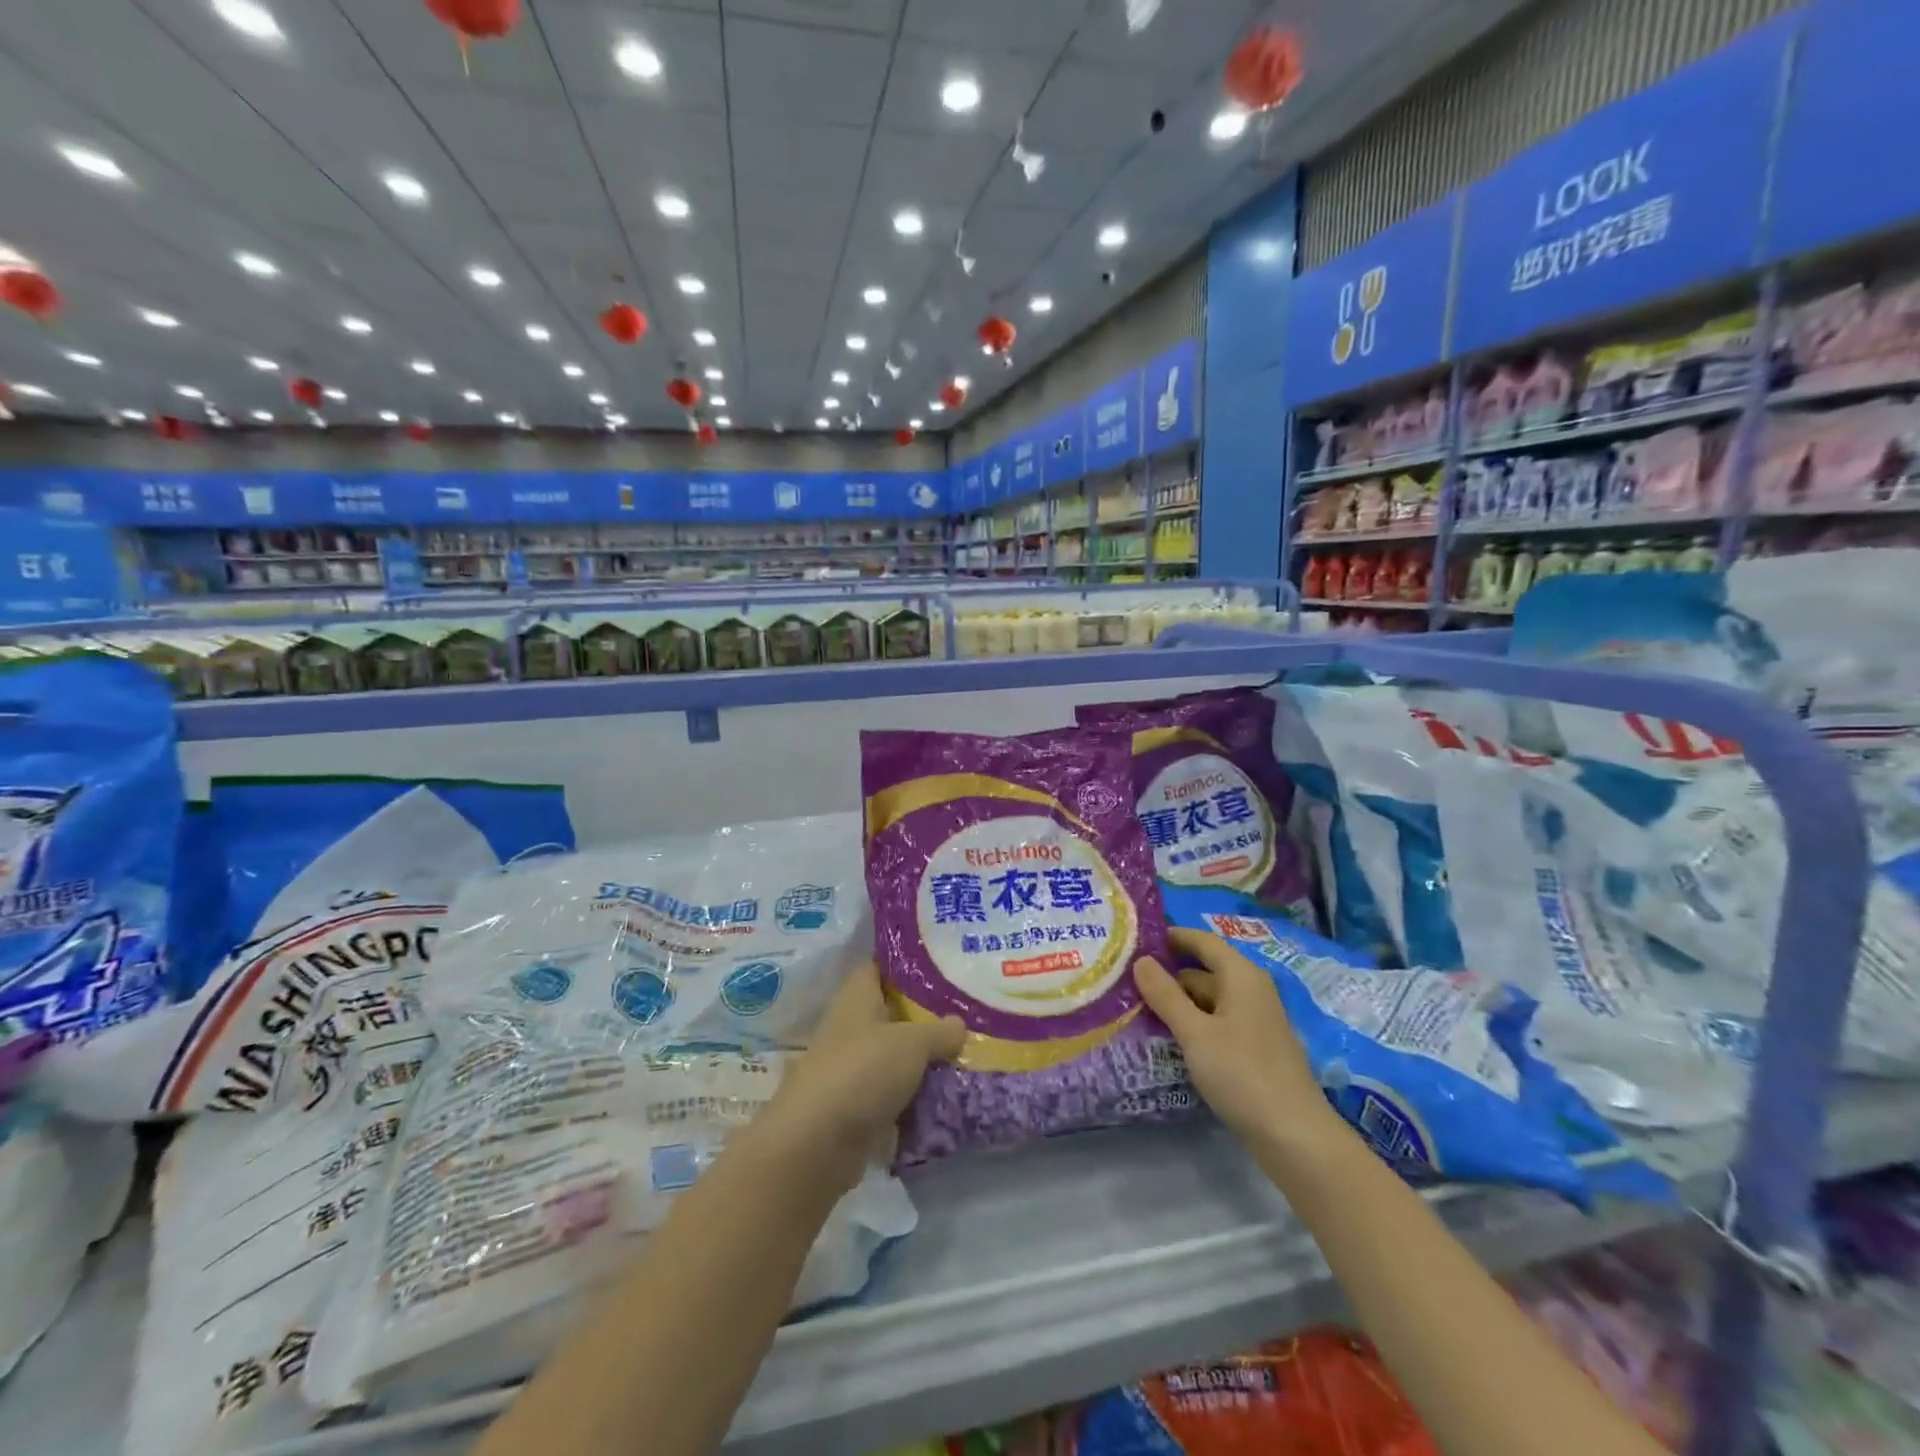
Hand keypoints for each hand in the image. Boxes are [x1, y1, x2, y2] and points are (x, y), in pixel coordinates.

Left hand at [759, 960, 963, 1186]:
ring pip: (896, 1055)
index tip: (943, 960)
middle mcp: (852, 1027)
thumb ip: (939, 1030)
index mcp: (857, 997)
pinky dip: (917, 1095)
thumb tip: (959, 1024)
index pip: (879, 965)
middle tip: (969, 1010)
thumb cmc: (863, 1071)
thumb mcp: (912, 1042)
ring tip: (969, 1053)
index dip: (907, 960)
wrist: (818, 1145)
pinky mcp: (858, 1106)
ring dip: (925, 1059)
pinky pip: (895, 1092)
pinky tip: (951, 1094)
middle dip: (927, 1014)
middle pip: (892, 1012)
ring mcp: (853, 1068)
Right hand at [1135, 927, 1347, 1157]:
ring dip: (1177, 1001)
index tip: (1135, 938)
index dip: (1171, 937)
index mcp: (1241, 976)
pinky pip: (1215, 1023)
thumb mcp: (1195, 1033)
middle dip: (1167, 973)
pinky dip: (1191, 1024)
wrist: (1295, 1138)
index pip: (1202, 941)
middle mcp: (1251, 991)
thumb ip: (1166, 995)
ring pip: (1208, 1000)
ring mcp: (1254, 1022)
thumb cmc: (1242, 1074)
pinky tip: (1166, 1037)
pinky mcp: (1252, 1050)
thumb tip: (1141, 960)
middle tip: (1124, 978)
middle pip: (1203, 970)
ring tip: (1135, 1006)